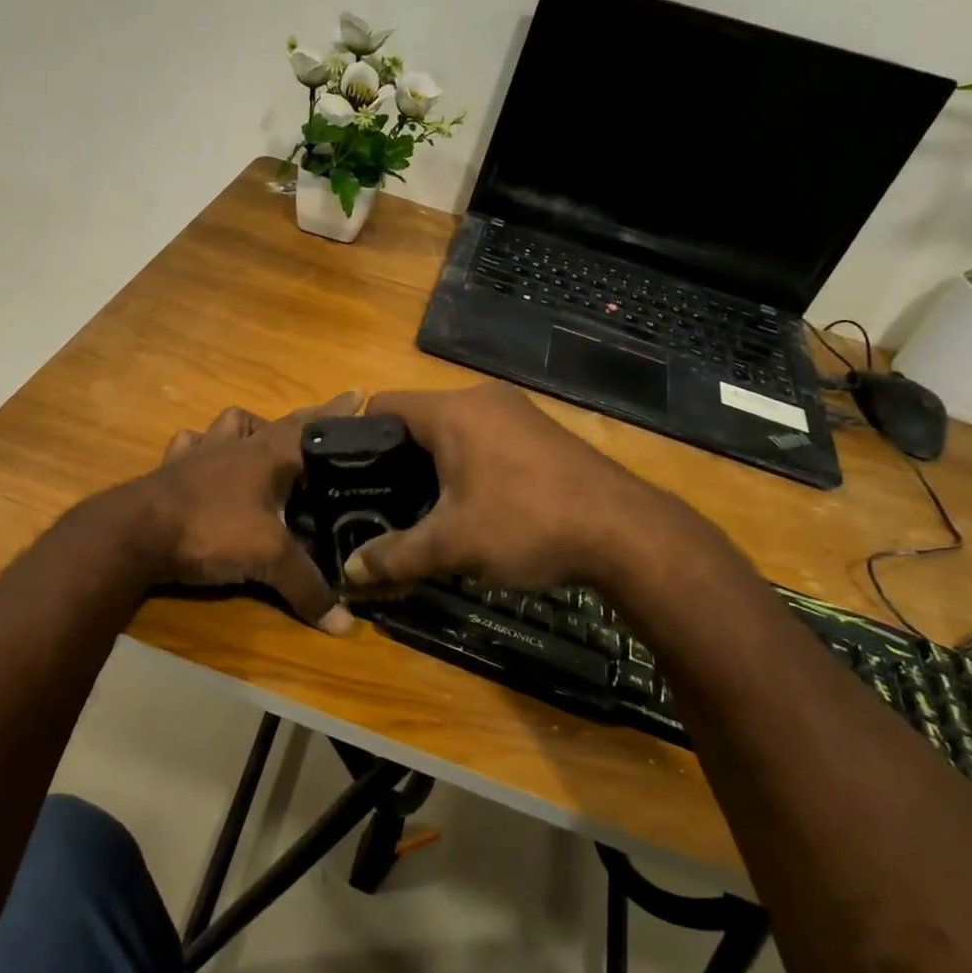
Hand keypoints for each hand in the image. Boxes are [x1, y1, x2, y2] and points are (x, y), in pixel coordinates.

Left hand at [136, 393, 362, 633]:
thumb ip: (307, 587)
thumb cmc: (210, 531)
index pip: (314, 427)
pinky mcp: (172, 469)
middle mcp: (237, 445)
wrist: (134, 533)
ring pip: (231, 423)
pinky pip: (190, 444)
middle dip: (306, 418)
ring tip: (264, 441)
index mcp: (268, 454)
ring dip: (251, 426)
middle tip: (326, 422)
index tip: (361, 393)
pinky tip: (205, 459)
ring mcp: (201, 453)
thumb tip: (346, 627)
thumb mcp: (268, 559)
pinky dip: (202, 447)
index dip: (339, 413)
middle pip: (278, 421)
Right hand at [340, 383, 703, 592]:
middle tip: (376, 500)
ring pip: (452, 431)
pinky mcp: (539, 433)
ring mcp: (516, 413)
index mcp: (452, 411)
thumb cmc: (527, 524)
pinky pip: (484, 439)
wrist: (626, 533)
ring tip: (417, 507)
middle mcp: (482, 399)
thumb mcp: (453, 544)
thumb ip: (395, 555)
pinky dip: (465, 464)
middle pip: (417, 418)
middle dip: (394, 459)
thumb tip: (349, 573)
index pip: (383, 405)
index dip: (356, 438)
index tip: (345, 476)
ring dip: (431, 464)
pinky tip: (468, 503)